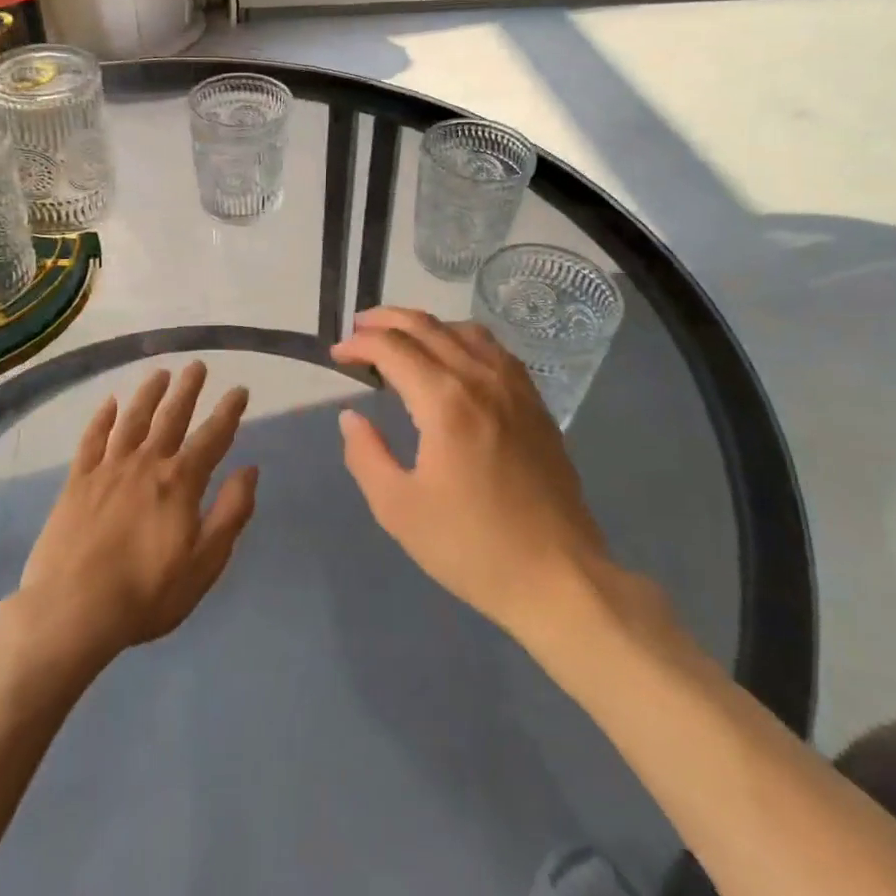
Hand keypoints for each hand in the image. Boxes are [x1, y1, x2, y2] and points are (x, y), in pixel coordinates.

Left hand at [18, 362, 257, 662]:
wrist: (72, 610)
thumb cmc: (147, 593)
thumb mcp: (205, 562)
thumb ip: (231, 512)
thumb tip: (250, 469)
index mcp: (181, 482)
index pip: (213, 437)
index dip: (229, 412)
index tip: (240, 389)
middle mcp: (146, 464)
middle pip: (171, 417)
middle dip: (188, 389)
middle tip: (197, 365)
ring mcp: (108, 469)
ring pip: (132, 420)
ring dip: (148, 394)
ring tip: (159, 373)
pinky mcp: (77, 482)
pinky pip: (91, 440)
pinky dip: (101, 419)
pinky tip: (108, 403)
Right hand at [331, 307, 610, 640]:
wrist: (557, 575)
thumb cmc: (471, 546)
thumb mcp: (398, 509)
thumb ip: (365, 455)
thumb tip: (352, 417)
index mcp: (445, 401)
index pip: (394, 348)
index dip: (360, 344)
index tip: (337, 354)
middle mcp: (481, 379)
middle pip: (428, 327)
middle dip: (387, 320)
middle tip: (359, 328)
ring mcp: (515, 387)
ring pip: (464, 330)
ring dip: (426, 325)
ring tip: (401, 337)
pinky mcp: (535, 403)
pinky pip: (494, 349)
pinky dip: (462, 338)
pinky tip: (454, 358)